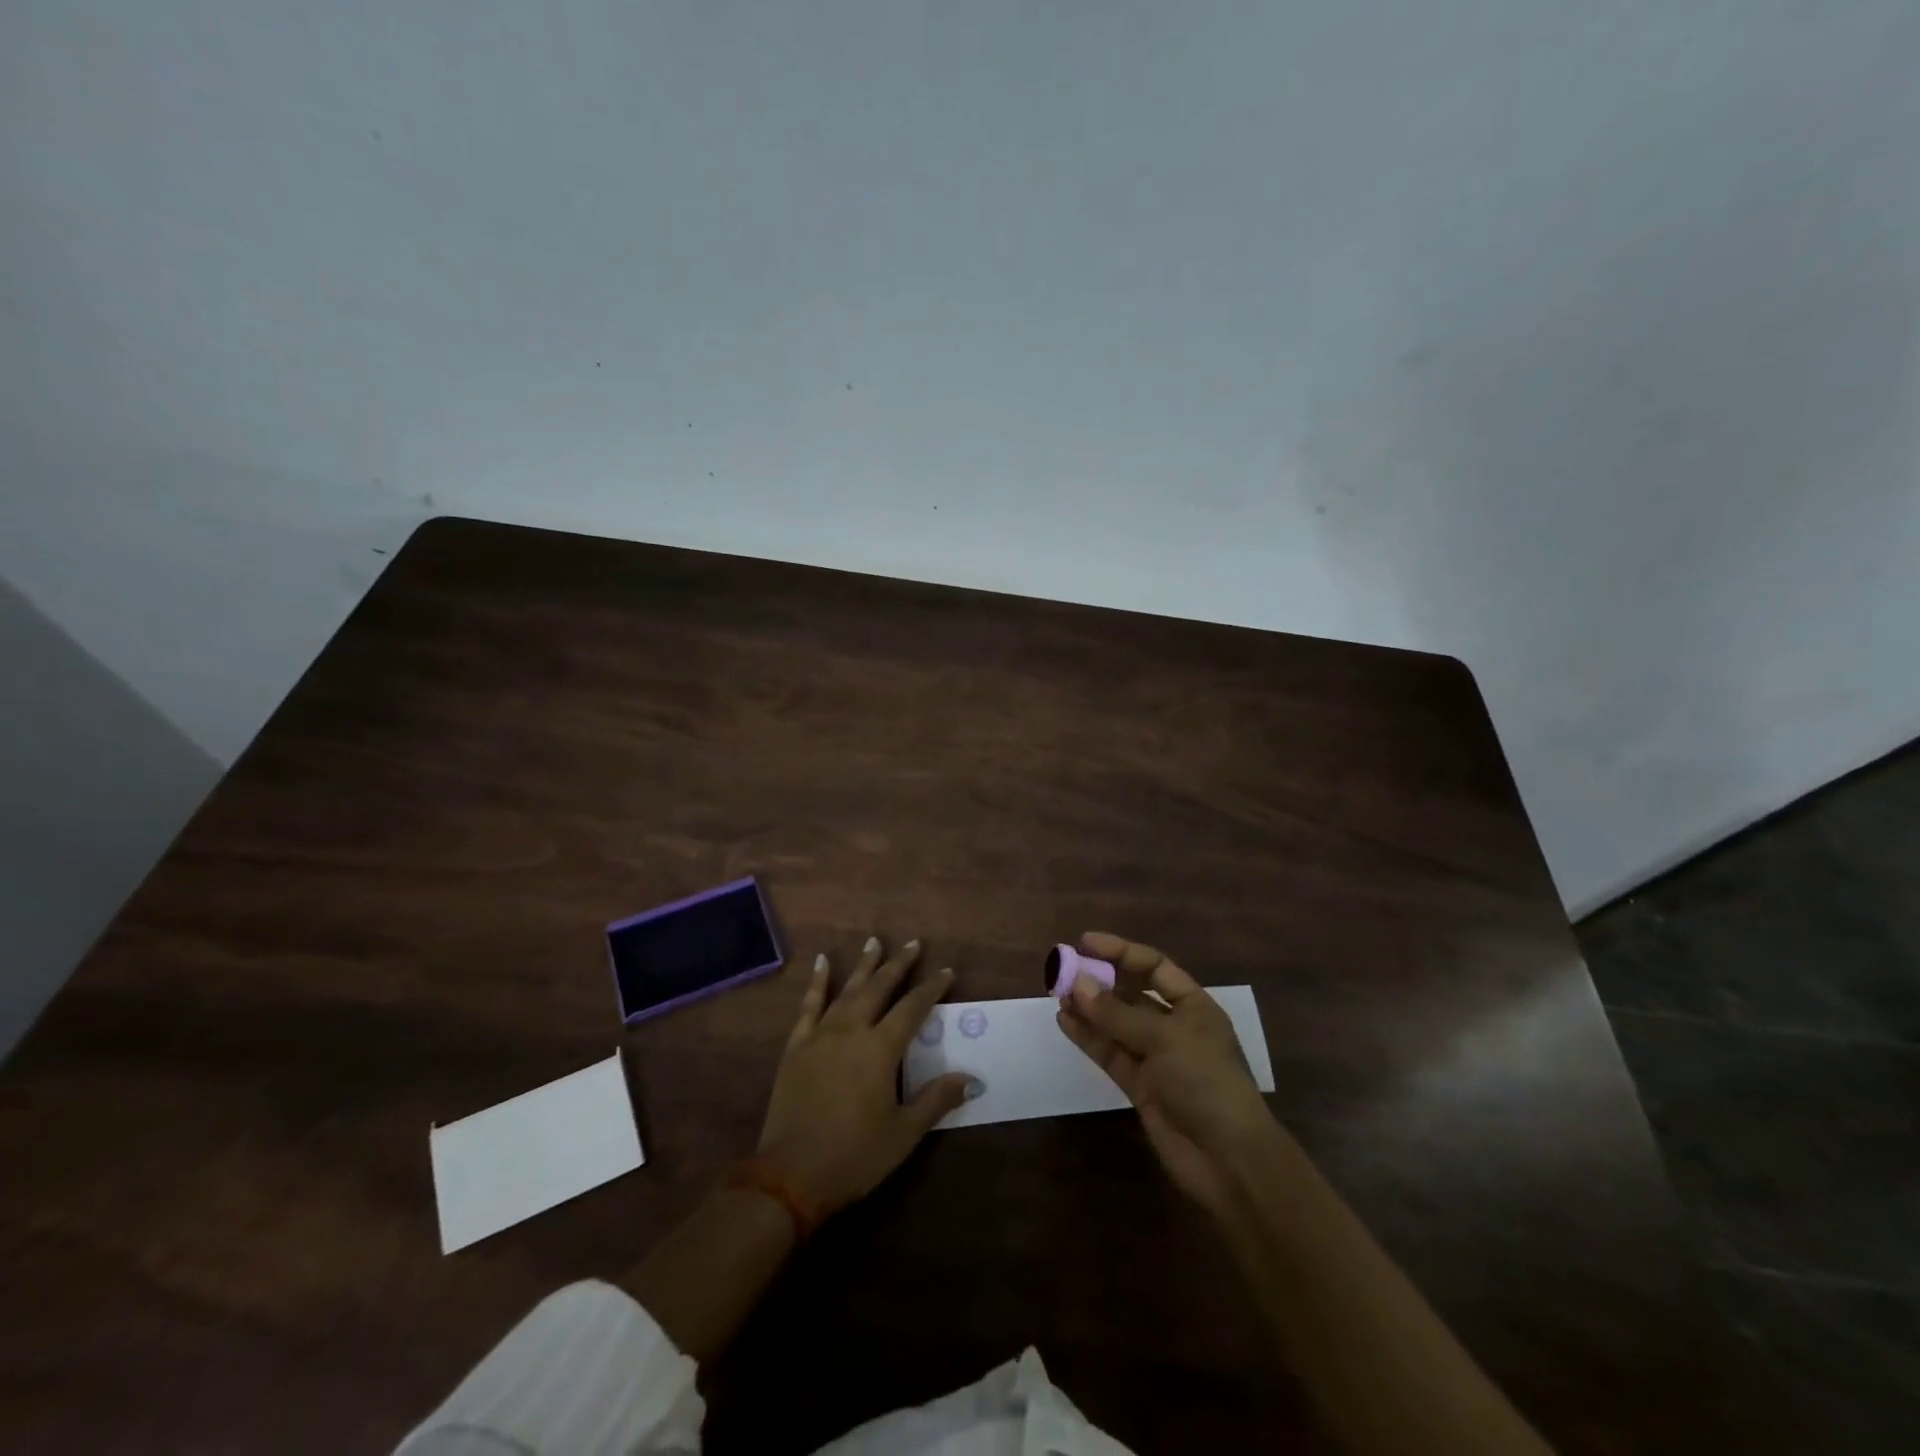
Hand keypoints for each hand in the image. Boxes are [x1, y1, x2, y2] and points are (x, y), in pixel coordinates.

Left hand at [757, 936, 973, 1219]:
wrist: (791, 1176)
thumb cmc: (854, 1155)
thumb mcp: (904, 1133)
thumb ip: (936, 1099)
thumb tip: (972, 1078)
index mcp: (880, 1050)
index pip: (913, 1009)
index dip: (931, 989)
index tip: (947, 972)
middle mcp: (851, 1031)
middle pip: (879, 988)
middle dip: (898, 965)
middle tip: (913, 943)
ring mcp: (820, 1035)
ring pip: (847, 990)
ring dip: (863, 965)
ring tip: (875, 941)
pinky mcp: (796, 1046)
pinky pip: (808, 1005)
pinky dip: (817, 982)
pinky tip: (822, 963)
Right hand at [1057, 931, 1285, 1220]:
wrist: (1228, 1160)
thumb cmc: (1206, 1082)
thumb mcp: (1164, 1039)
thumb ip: (1118, 1013)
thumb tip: (1077, 983)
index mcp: (1193, 1006)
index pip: (1154, 967)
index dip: (1121, 952)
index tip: (1085, 943)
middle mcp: (1174, 1027)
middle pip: (1131, 994)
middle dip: (1100, 981)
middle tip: (1063, 971)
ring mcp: (1156, 1058)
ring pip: (1116, 1024)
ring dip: (1089, 1009)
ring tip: (1057, 994)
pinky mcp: (1140, 1086)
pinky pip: (1110, 1053)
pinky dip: (1088, 1038)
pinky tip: (1065, 1022)